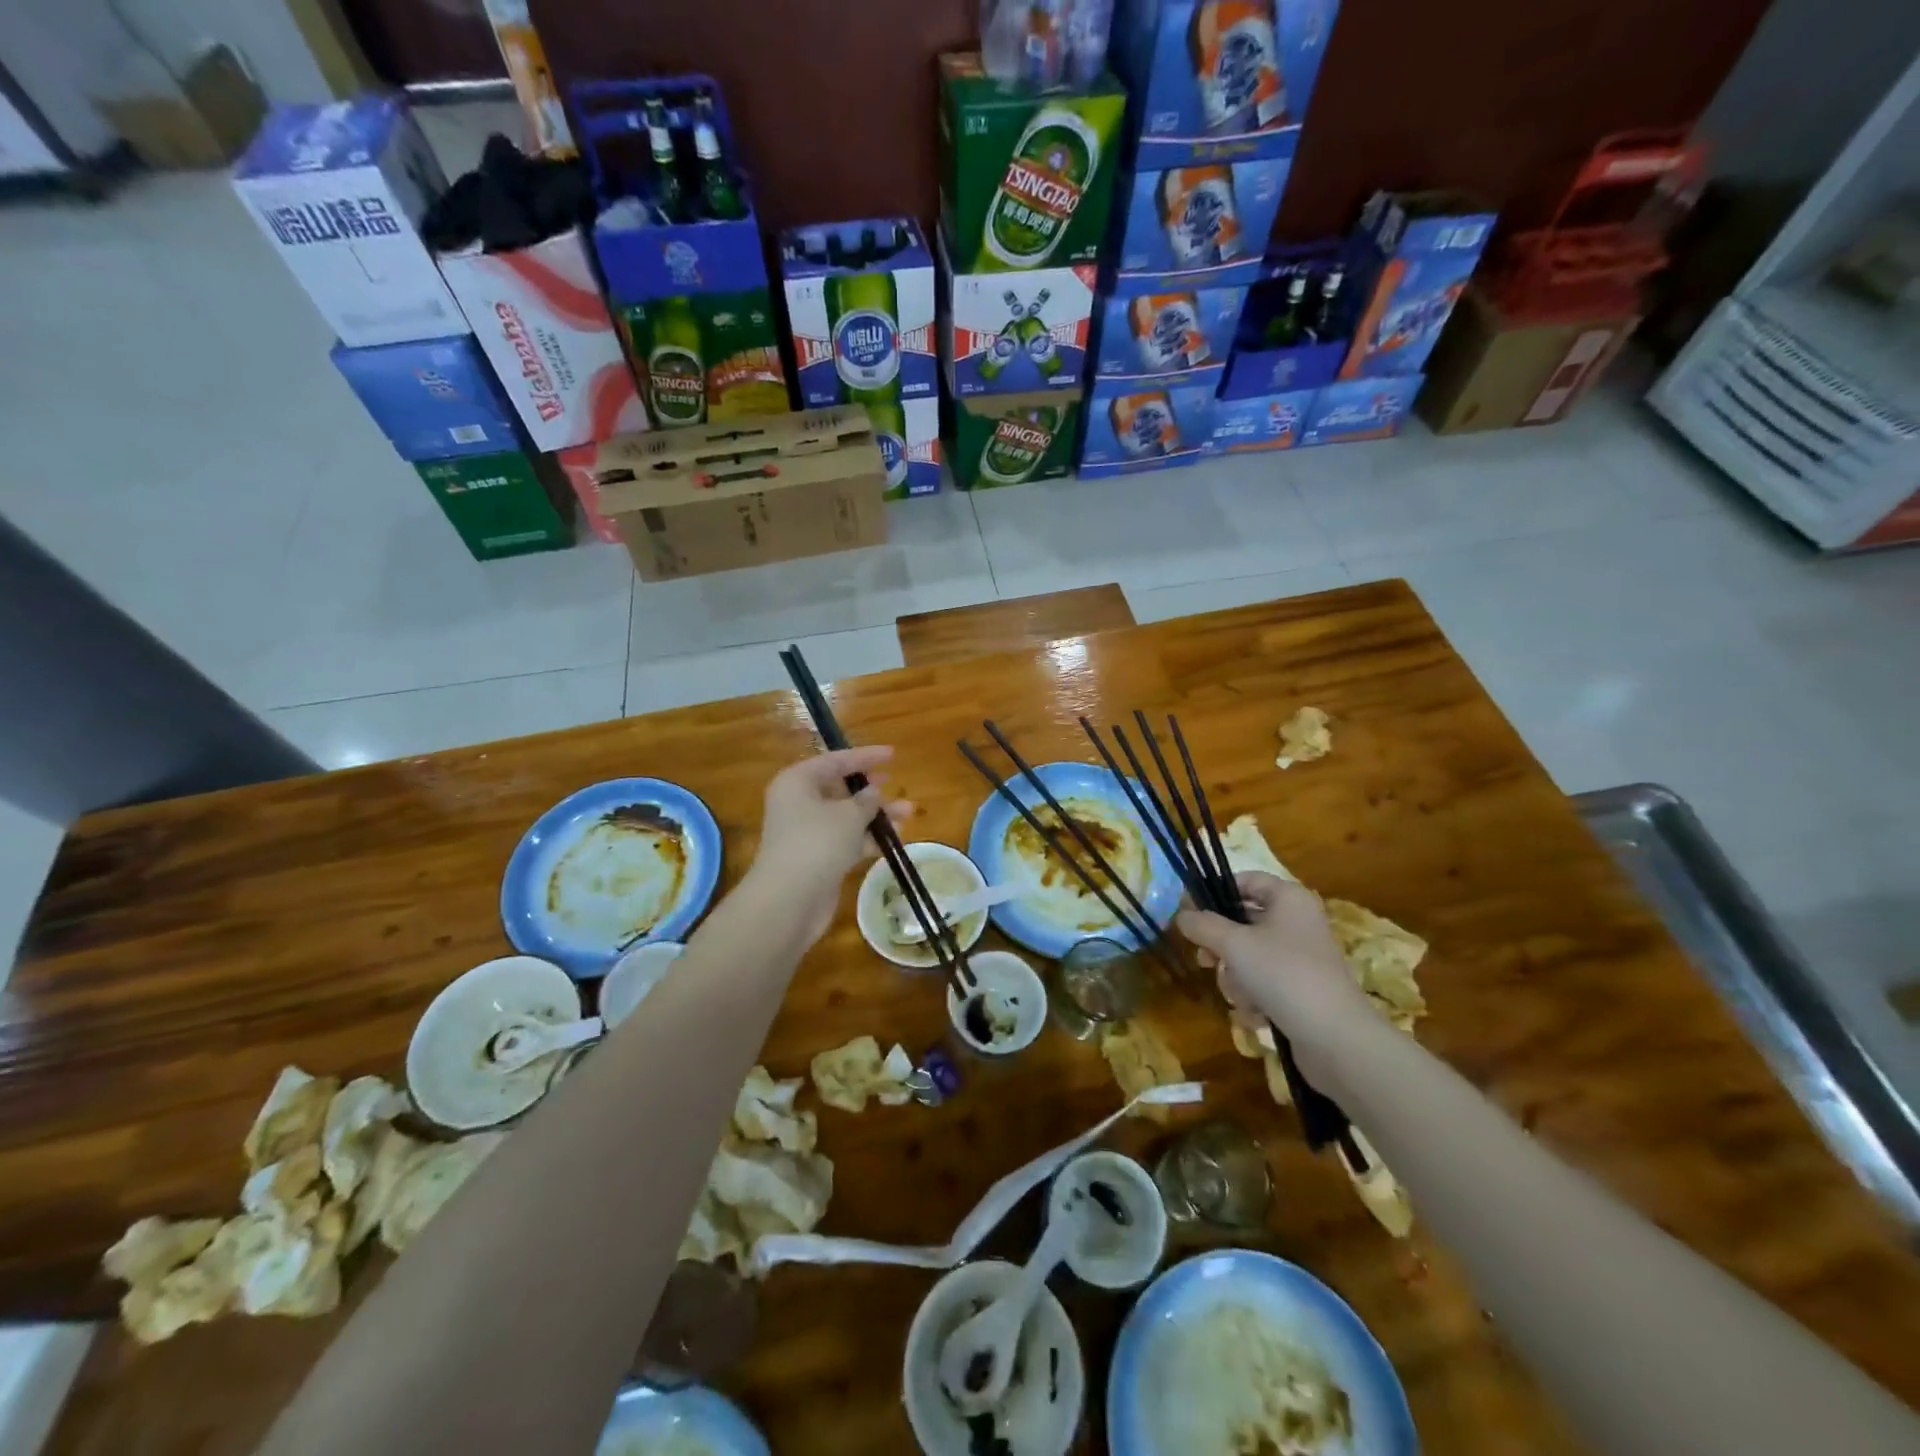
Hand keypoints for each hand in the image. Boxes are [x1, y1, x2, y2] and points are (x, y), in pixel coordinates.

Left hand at [748, 747, 912, 943]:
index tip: (893, 755)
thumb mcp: (849, 815)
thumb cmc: (817, 843)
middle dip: (872, 790)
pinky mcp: (817, 858)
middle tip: (896, 784)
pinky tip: (895, 839)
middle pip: (840, 789)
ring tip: (908, 814)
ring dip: (876, 815)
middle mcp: (799, 803)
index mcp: (798, 781)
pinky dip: (868, 838)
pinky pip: (847, 840)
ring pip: (847, 816)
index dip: (865, 757)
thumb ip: (867, 800)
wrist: (789, 900)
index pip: (835, 760)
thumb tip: (874, 792)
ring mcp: (807, 832)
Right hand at [1175, 872, 1373, 1058]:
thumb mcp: (1234, 944)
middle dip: (1221, 945)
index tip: (1187, 911)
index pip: (1245, 880)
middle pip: (1243, 921)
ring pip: (1249, 955)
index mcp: (1288, 898)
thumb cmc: (1283, 975)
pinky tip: (1255, 1014)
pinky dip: (1254, 996)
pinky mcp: (1301, 988)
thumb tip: (1181, 915)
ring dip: (1236, 977)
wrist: (1336, 1038)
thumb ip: (1202, 925)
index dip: (1214, 891)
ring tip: (1239, 996)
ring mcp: (1300, 957)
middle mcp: (1297, 922)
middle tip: (1205, 960)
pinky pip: (1264, 981)